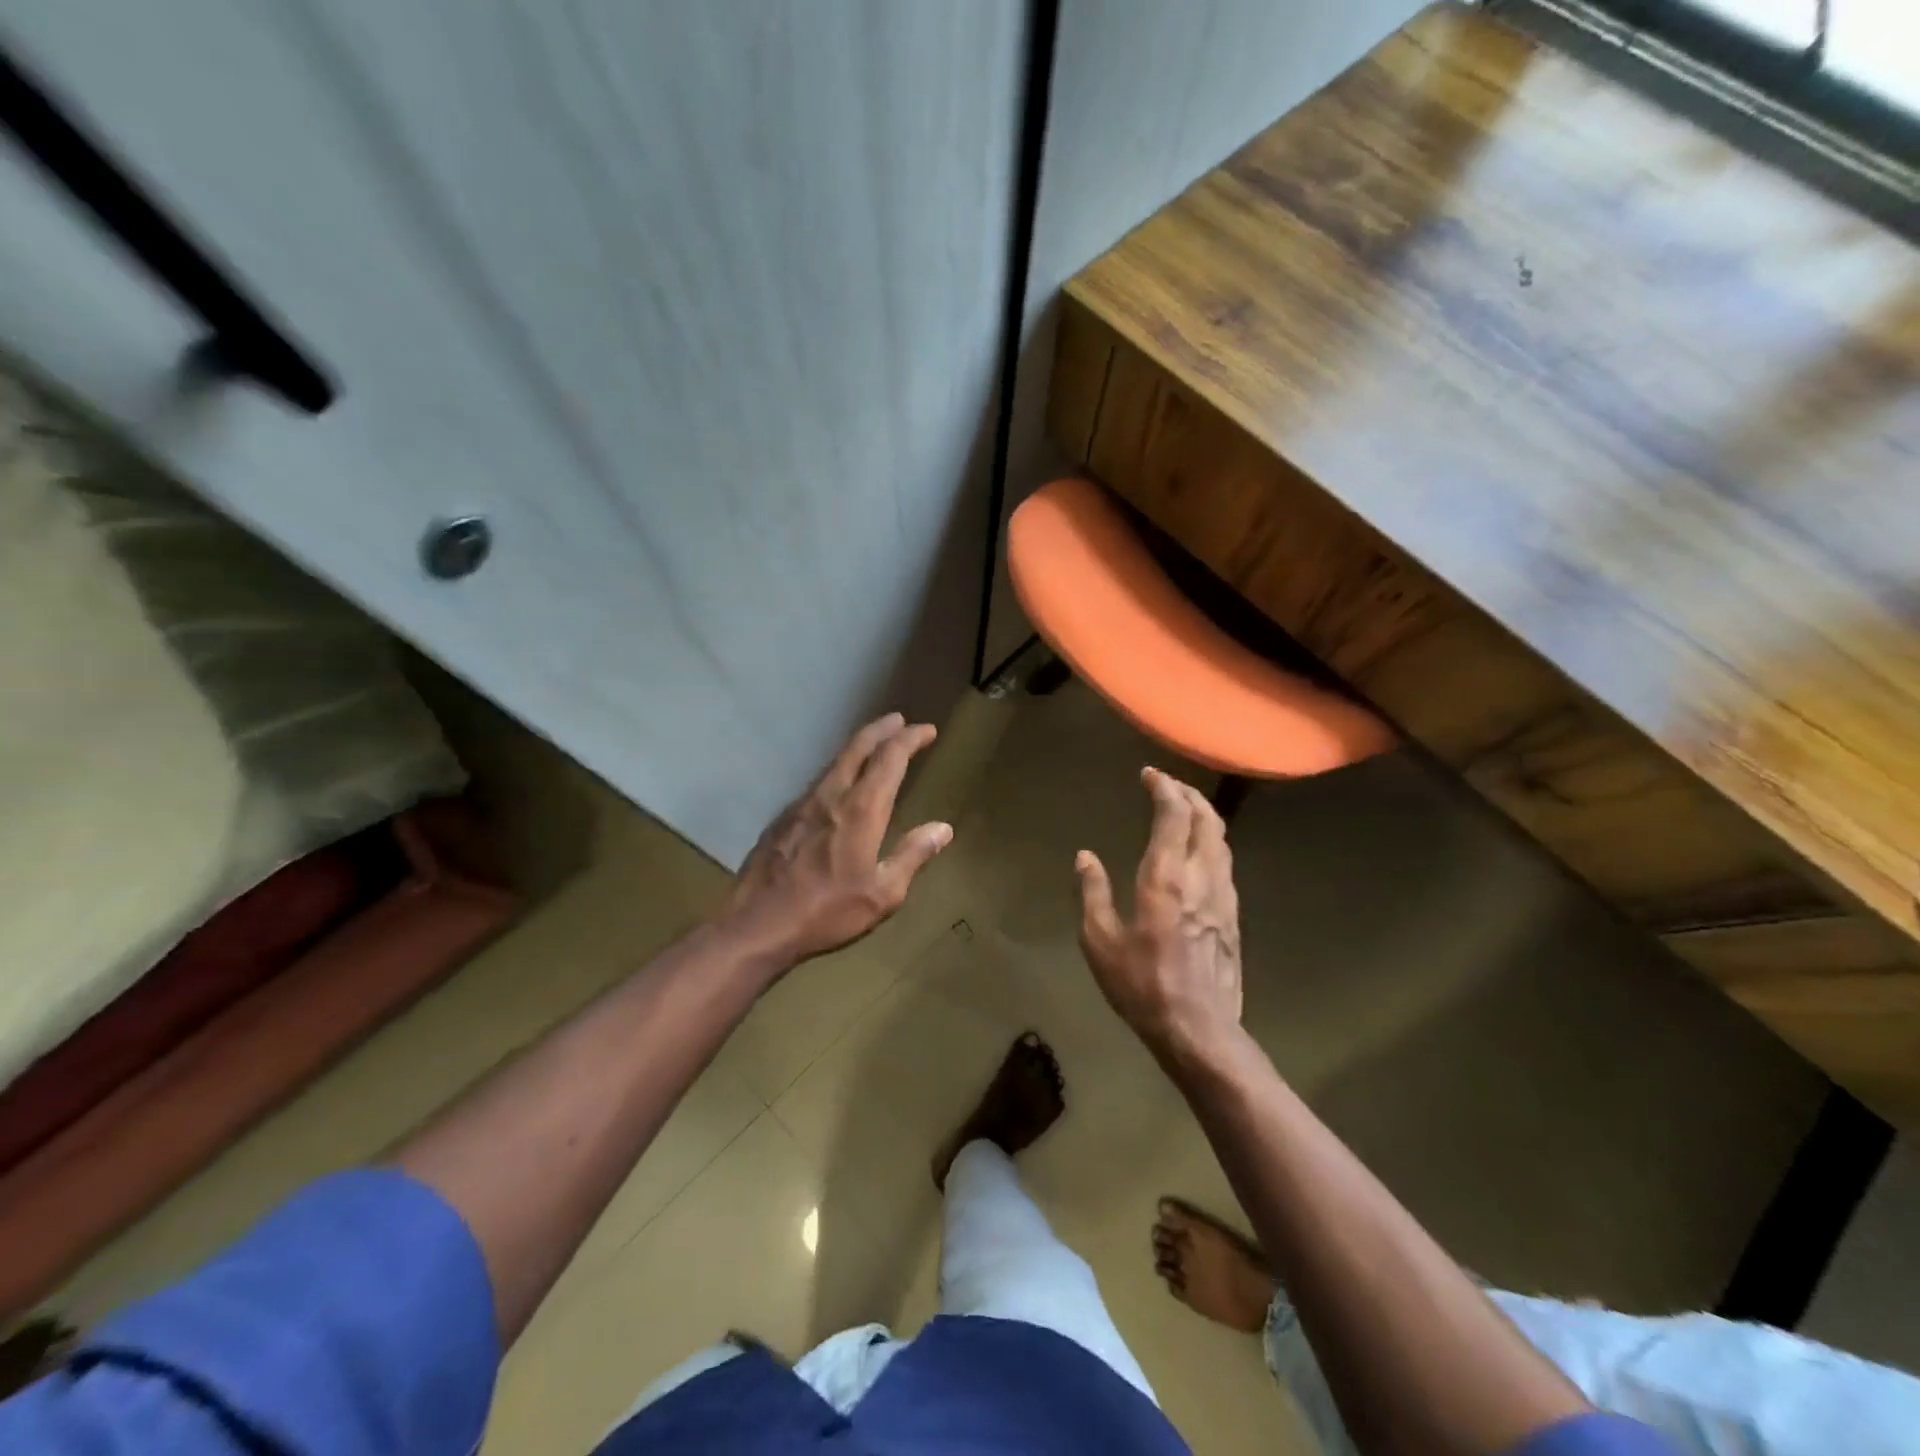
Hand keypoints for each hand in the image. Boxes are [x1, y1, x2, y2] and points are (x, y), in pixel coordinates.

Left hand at [718, 712, 951, 970]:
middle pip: (858, 747)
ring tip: (874, 746)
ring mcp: (802, 804)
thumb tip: (943, 828)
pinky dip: (837, 771)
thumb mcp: (883, 894)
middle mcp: (831, 795)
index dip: (910, 739)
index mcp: (861, 810)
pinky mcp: (783, 818)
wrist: (757, 924)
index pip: (890, 758)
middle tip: (899, 720)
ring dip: (858, 748)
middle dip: (882, 730)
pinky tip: (838, 786)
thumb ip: (913, 855)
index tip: (927, 730)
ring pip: (834, 762)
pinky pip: (817, 782)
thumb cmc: (827, 912)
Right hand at [1075, 767, 1243, 1064]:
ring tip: (1184, 809)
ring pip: (1222, 840)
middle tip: (1168, 785)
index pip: (1175, 815)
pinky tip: (1197, 853)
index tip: (1149, 774)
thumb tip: (1086, 857)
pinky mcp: (1234, 917)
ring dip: (1204, 816)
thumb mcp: (1100, 941)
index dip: (1164, 787)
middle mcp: (1201, 877)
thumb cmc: (1142, 985)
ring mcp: (1223, 896)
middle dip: (1189, 794)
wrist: (1198, 1030)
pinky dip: (1211, 842)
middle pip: (1207, 818)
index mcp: (1165, 877)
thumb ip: (1093, 893)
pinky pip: (1224, 864)